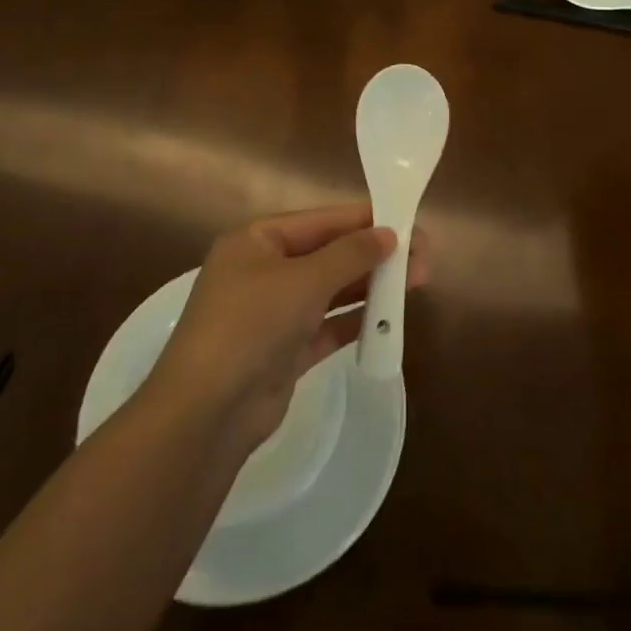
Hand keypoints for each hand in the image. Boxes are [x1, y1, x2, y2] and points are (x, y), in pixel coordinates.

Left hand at [148, 204, 427, 451]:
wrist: (207, 410)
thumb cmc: (251, 324)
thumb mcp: (303, 279)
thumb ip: (349, 254)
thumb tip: (387, 233)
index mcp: (257, 241)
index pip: (321, 221)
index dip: (365, 220)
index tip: (408, 221)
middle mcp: (264, 271)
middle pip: (329, 255)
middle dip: (374, 255)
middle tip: (423, 257)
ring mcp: (273, 312)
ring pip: (331, 291)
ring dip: (370, 286)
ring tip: (417, 282)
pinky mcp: (285, 350)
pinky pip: (327, 326)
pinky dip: (355, 321)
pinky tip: (388, 318)